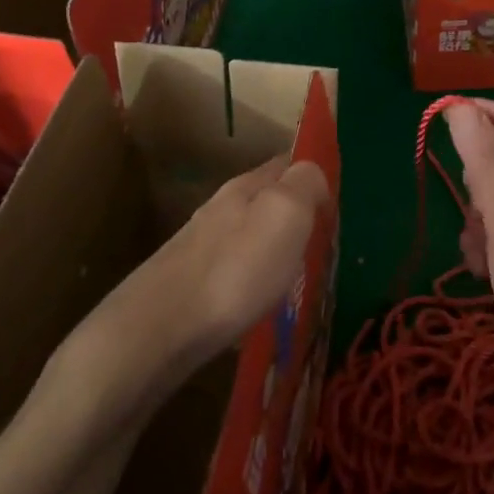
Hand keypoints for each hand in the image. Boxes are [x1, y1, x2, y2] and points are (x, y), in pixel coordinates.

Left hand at [161, 155, 330, 361]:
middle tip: (322, 239)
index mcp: (246, 186)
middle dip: (292, 212)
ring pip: (247, 234)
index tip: (336, 199)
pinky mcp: (187, 285)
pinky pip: (232, 268)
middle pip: (265, 199)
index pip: (286, 163)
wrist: (157, 330)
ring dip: (271, 246)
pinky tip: (258, 300)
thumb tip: (314, 173)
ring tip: (296, 273)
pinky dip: (252, 277)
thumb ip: (304, 185)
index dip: (312, 174)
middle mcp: (220, 208)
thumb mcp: (284, 215)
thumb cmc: (235, 269)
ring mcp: (200, 246)